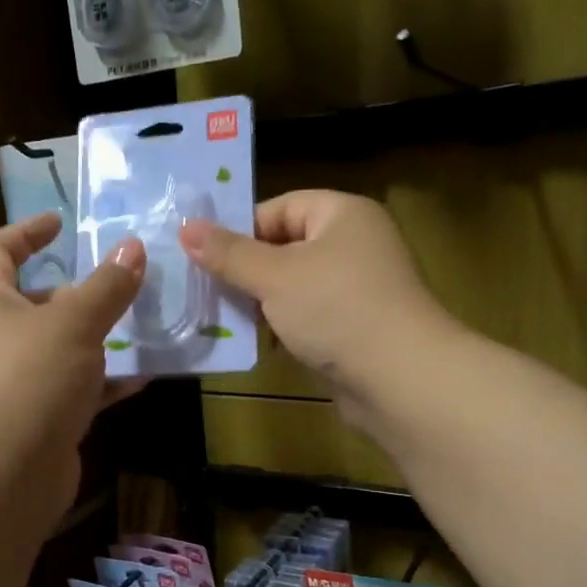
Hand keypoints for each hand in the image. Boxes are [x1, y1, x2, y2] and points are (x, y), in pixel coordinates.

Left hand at [0, 212, 145, 522]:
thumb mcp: (74, 322)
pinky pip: (79, 391)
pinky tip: (144, 376)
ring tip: (144, 325)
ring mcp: (20, 385)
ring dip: (100, 339)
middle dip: (77, 293)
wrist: (2, 474)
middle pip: (36, 305)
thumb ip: (107, 287)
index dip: (24, 233)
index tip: (59, 223)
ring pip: (63, 350)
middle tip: (121, 283)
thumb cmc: (28, 379)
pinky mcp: (42, 422)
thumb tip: (132, 248)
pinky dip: (107, 383)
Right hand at [179, 191, 450, 420]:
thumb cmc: (336, 310)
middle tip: (208, 292)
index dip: (240, 230)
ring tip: (227, 320)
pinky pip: (311, 317)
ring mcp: (359, 288)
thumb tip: (186, 227)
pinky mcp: (357, 326)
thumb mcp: (275, 277)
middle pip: (285, 247)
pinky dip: (286, 327)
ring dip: (263, 304)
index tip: (205, 259)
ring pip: (295, 286)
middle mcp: (355, 243)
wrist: (400, 378)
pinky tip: (263, 345)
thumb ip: (229, 254)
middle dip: (247, 272)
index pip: (279, 208)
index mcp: (343, 214)